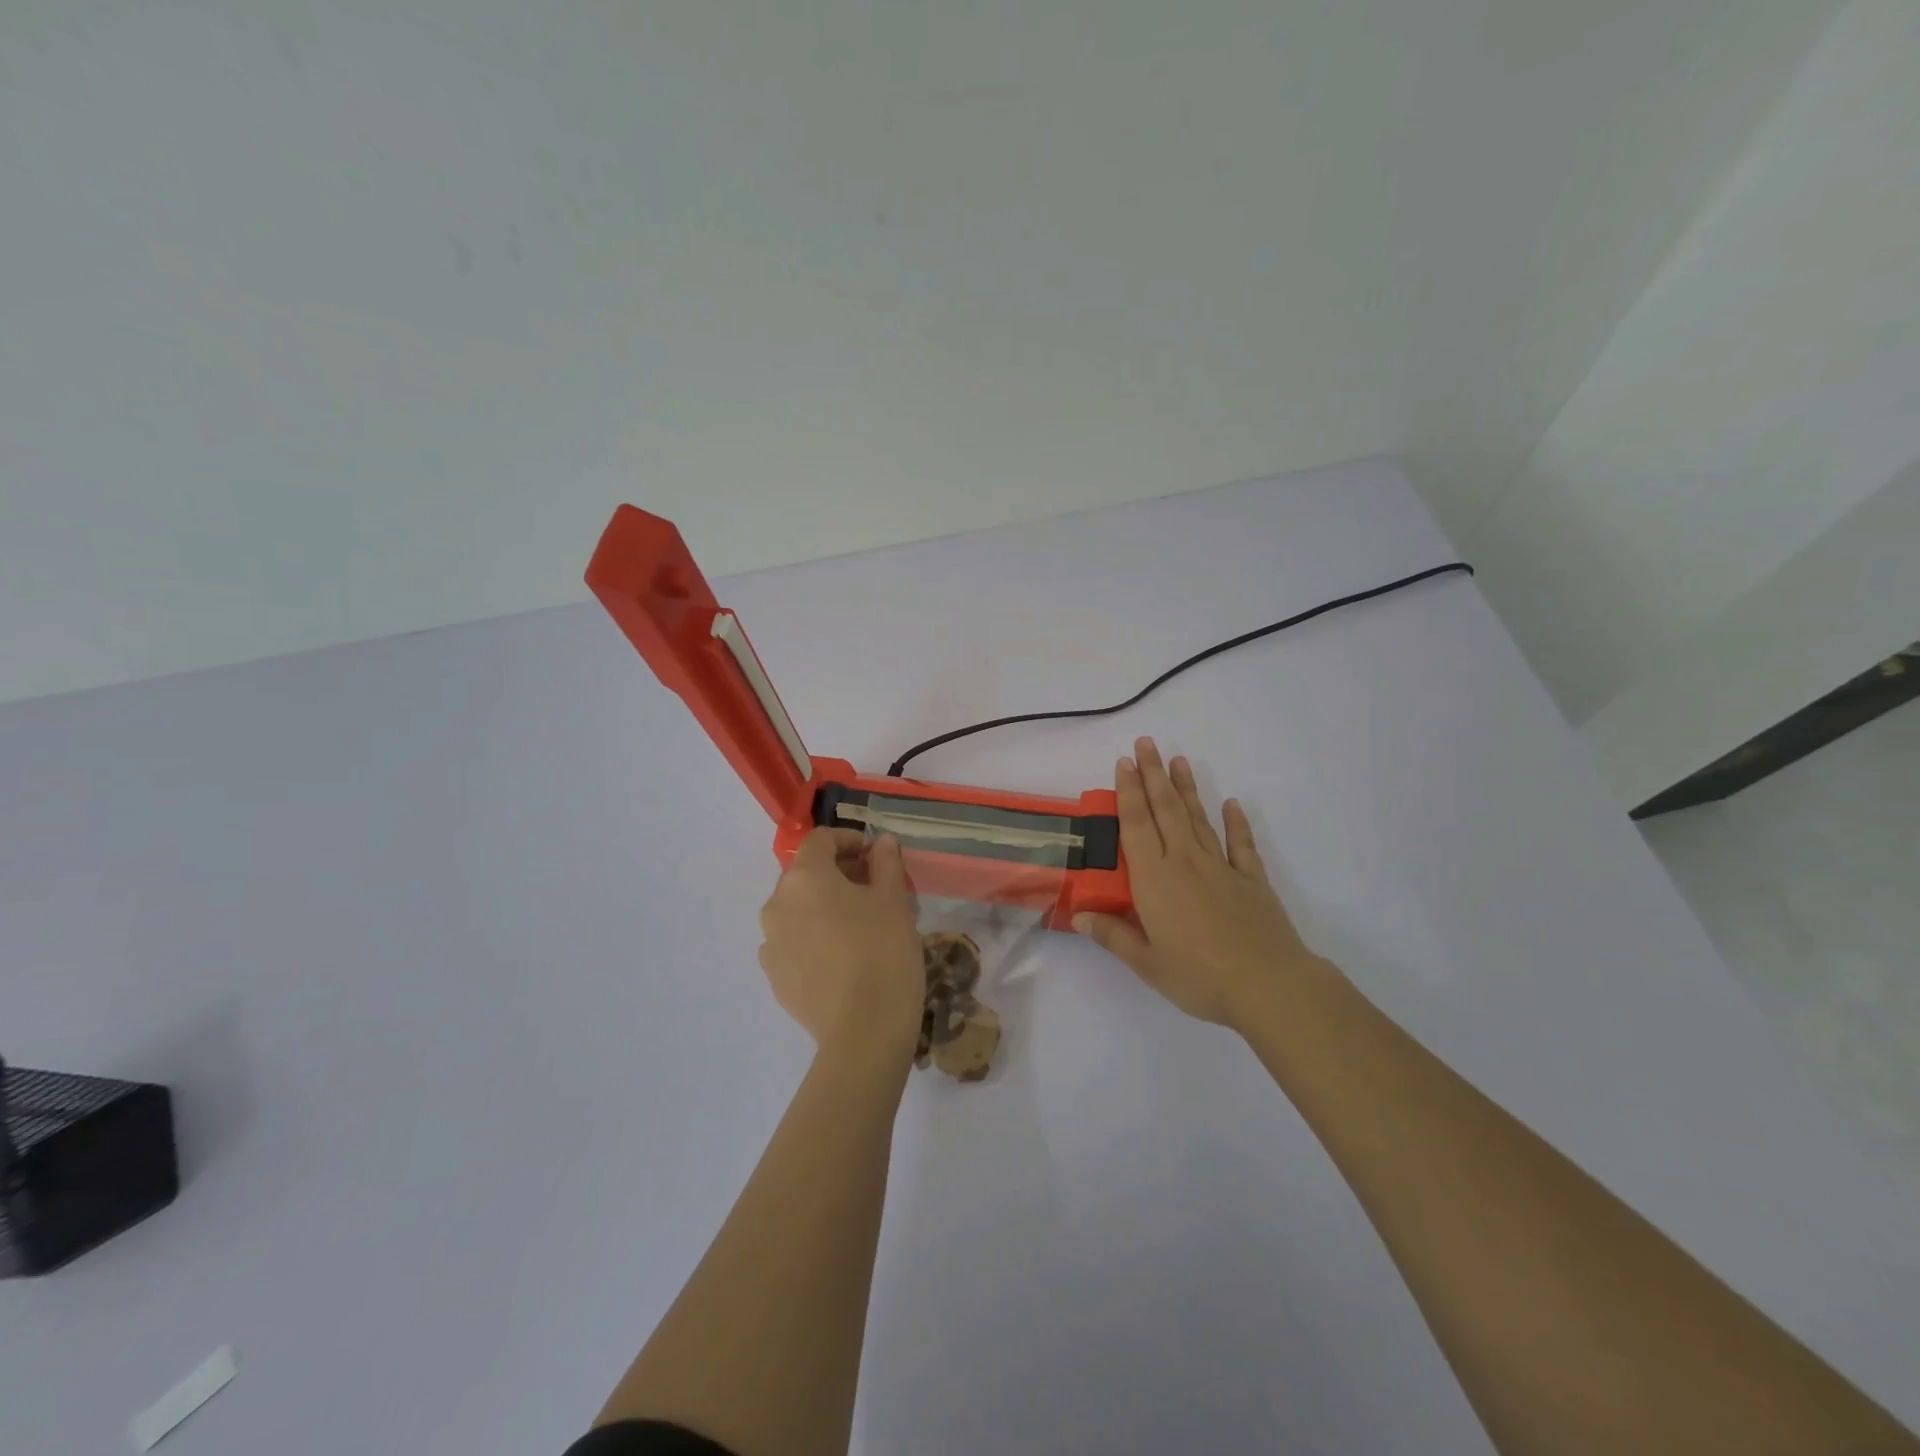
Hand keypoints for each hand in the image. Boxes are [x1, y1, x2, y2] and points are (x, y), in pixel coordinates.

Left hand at [759, 828, 924, 1061]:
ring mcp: (770, 943)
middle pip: (806, 874)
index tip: (875, 856)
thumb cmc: (883, 953)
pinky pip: (793, 942)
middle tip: (873, 890)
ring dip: (823, 907)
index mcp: (805, 878)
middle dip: (837, 874)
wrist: (864, 1031)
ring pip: (798, 910)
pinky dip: (813, 938)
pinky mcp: (773, 976)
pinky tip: (841, 958)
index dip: (849, 840)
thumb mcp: (894, 901)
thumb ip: (885, 863)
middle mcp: (777, 904)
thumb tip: (880, 843)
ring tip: (857, 926)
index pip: (821, 840)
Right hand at [1074, 737, 1331, 1029]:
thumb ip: (1113, 936)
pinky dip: (1237, 823)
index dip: (1128, 792)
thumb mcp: (1147, 964)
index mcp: (1155, 880)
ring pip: (1198, 819)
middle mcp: (1185, 862)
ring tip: (1179, 760)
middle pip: (1166, 810)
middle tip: (1146, 743)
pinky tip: (1232, 804)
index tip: (1123, 762)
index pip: (1136, 825)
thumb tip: (1079, 916)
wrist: (1269, 986)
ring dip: (1186, 788)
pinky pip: (1241, 844)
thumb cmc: (1200, 977)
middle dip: (1153, 774)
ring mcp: (1221, 868)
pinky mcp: (1252, 880)